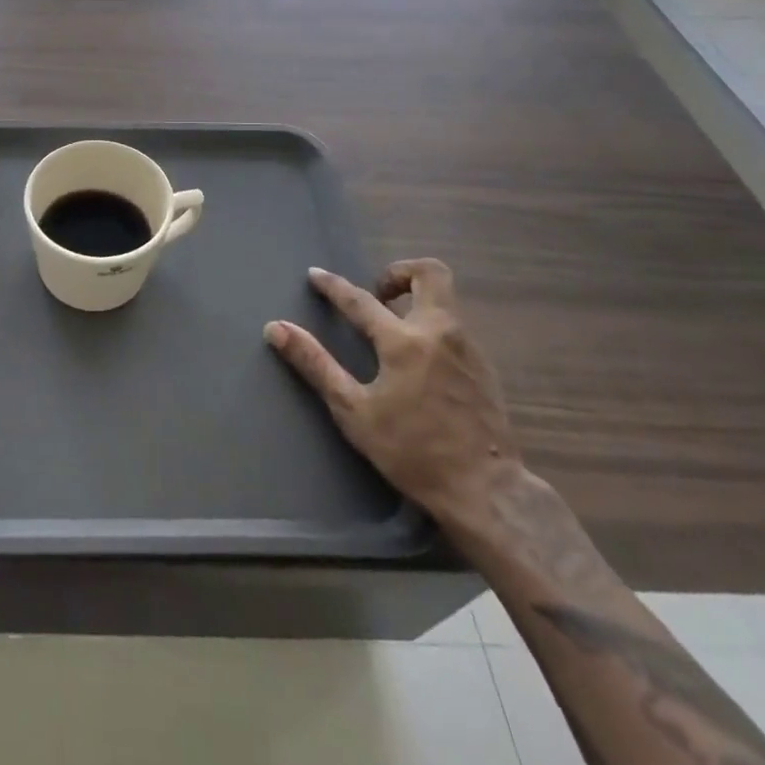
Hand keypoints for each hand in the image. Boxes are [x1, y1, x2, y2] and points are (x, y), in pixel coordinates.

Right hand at [266, 258, 518, 522]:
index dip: (333, 286)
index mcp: (404, 342)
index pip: (360, 300)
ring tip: (392, 328)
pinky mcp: (485, 368)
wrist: (488, 492)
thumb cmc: (413, 452)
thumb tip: (276, 328)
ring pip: (445, 300)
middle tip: (377, 294)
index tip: (315, 275)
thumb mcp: (354, 411)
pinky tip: (419, 361)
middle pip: (431, 273)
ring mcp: (468, 348)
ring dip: (416, 300)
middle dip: (399, 272)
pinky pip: (455, 328)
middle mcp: (440, 332)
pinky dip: (432, 327)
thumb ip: (315, 365)